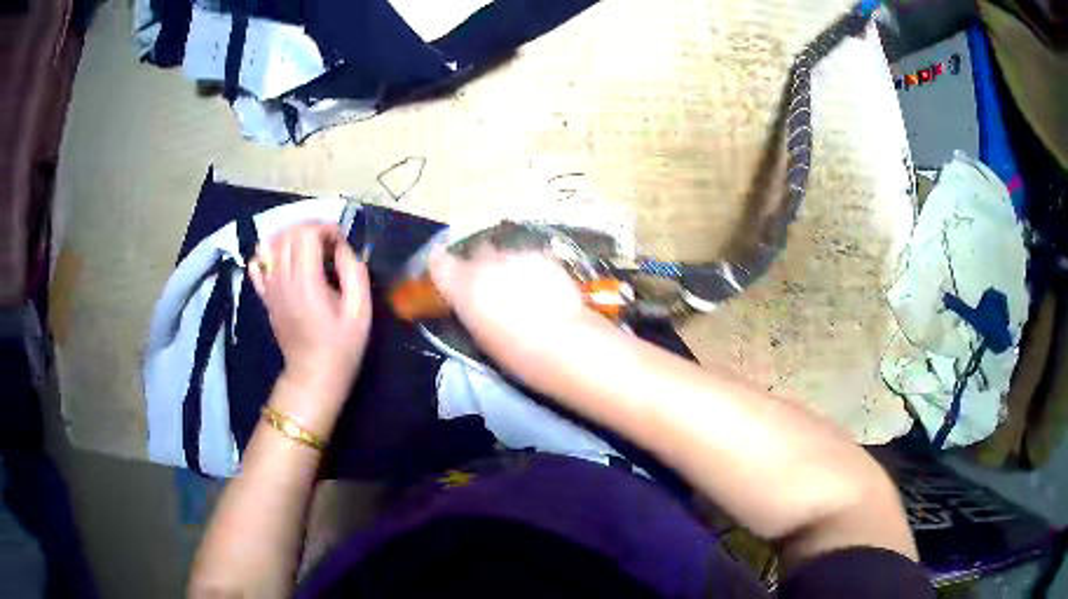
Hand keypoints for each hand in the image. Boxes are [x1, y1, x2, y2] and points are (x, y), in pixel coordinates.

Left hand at [248, 223, 371, 396]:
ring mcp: (270, 288)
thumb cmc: (341, 345)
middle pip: (287, 234)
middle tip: (327, 243)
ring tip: (307, 248)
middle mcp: (283, 280)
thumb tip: (343, 248)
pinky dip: (269, 254)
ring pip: (270, 244)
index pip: (306, 234)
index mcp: (307, 282)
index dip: (325, 228)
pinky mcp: (265, 296)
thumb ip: (354, 273)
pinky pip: (257, 264)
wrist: (313, 374)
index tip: (339, 242)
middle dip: (309, 228)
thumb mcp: (361, 311)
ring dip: (289, 237)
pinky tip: (285, 262)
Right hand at [429, 245, 601, 380]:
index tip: (445, 272)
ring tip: (522, 288)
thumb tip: (469, 301)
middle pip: (476, 254)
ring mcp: (514, 255)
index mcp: (461, 286)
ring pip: (505, 254)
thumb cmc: (513, 351)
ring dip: (508, 266)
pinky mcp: (542, 255)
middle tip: (492, 287)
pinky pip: (530, 256)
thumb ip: (468, 308)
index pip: (438, 262)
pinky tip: (543, 286)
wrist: (559, 340)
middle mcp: (483, 263)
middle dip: (481, 266)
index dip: (442, 265)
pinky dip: (532, 267)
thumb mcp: (478, 334)